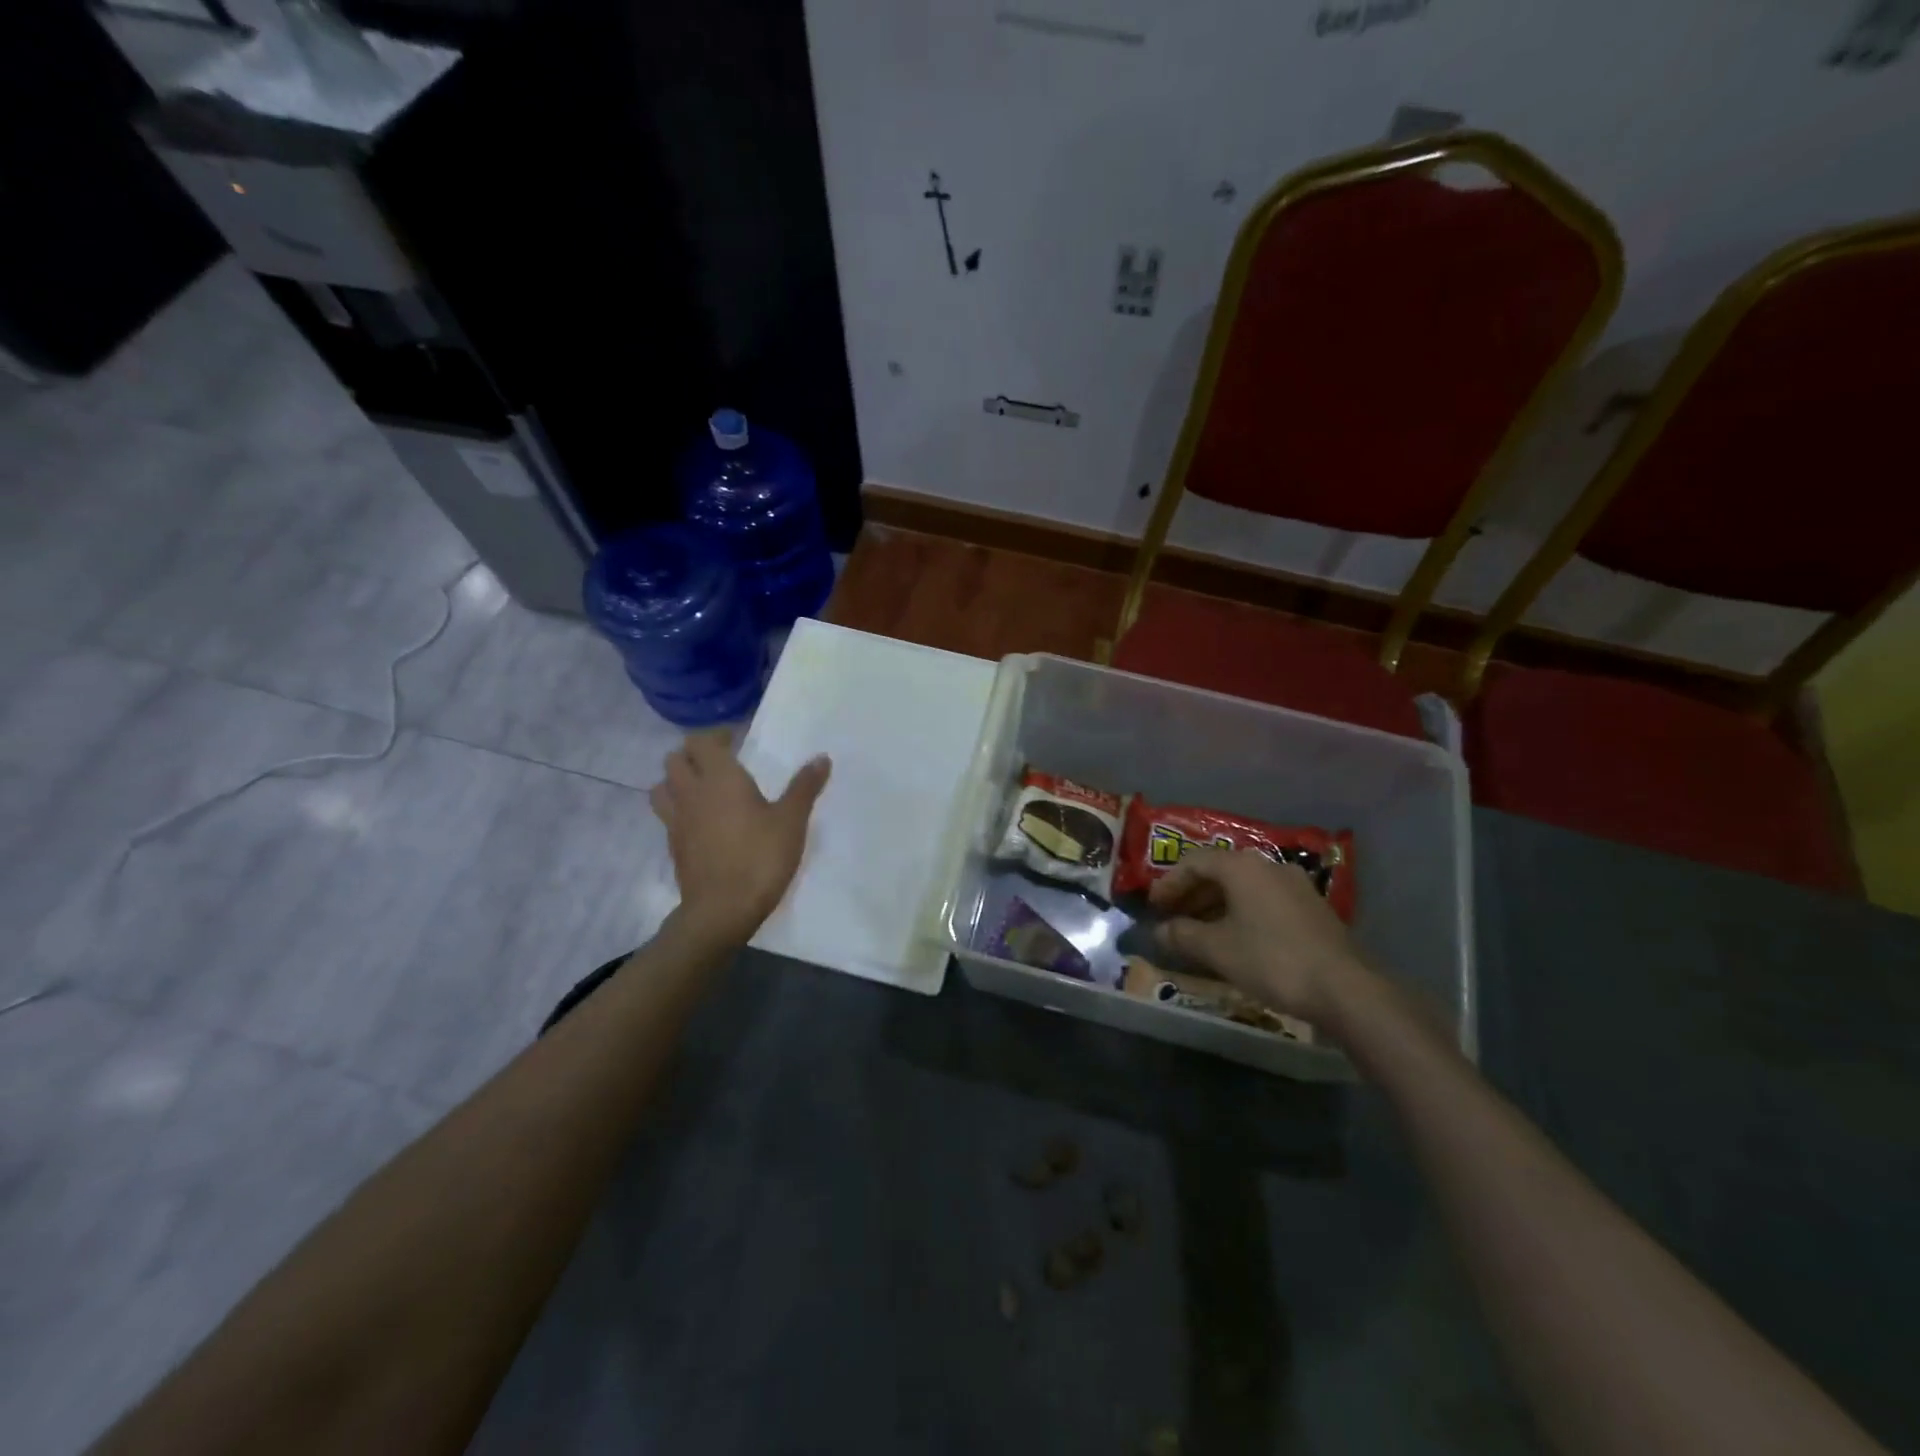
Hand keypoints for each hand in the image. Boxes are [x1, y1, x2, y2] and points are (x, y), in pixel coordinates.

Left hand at [649, 731, 830, 947]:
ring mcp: (676, 820)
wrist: (722, 909)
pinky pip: (667, 815)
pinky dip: (679, 809)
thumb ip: (804, 787)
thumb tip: (822, 757)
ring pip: (662, 786)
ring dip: (677, 780)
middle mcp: (691, 792)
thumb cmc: (760, 858)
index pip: (701, 741)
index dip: (716, 736)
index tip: (736, 740)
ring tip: (702, 788)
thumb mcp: (791, 821)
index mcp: (719, 778)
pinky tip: (701, 821)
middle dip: (694, 754)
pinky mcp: (673, 845)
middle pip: (675, 759)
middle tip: (720, 762)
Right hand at [1149, 847, 1364, 1024]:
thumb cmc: (1271, 959)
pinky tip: (1235, 940)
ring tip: (1199, 933)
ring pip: (1244, 887)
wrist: (1345, 988)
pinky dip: (1241, 913)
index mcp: (1242, 867)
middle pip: (1220, 872)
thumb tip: (1159, 931)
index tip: (1154, 907)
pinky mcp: (1311, 908)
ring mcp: (1295, 885)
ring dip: (1216, 906)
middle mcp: (1269, 866)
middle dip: (1191, 894)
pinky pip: (1264, 901)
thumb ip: (1182, 935)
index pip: (1194, 862)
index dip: (1169, 883)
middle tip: (1172, 918)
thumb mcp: (1217, 949)